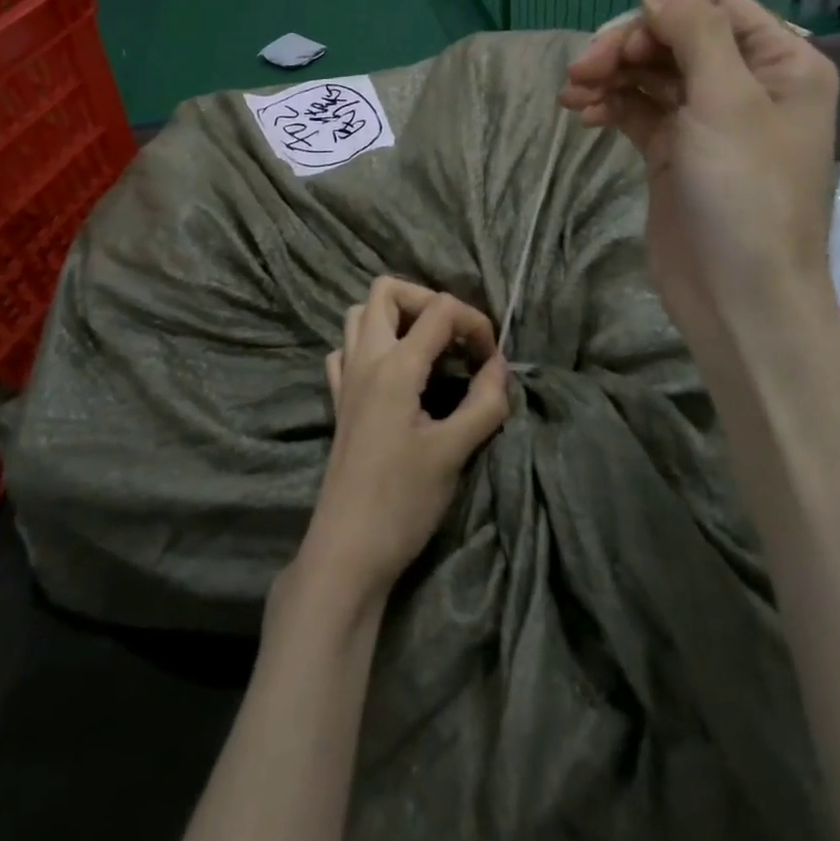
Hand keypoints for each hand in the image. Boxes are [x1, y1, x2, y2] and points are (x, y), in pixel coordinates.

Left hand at [295, 278, 510, 605]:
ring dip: (396, 317)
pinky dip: (371, 346)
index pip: (440, 310)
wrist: (348, 550)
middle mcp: (365, 359)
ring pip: (360, 315)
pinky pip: (346, 350)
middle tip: (454, 338)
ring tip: (428, 349)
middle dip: (427, 301)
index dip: (475, 323)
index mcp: (396, 366)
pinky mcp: (339, 400)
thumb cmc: (403, 501)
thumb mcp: (455, 452)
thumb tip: (500, 366)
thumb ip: (485, 402)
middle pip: (386, 291)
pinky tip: (393, 374)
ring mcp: (346, 378)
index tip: (492, 361)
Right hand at [558, 0, 839, 338]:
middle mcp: (747, 83)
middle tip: (581, 71)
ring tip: (571, 93)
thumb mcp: (725, 100)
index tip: (621, 43)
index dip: (662, 13)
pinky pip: (639, 110)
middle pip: (676, 37)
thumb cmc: (744, 193)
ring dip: (610, 75)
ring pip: (652, 73)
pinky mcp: (675, 151)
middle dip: (626, 47)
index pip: (713, 5)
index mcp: (781, 62)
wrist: (738, 297)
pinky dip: (611, 104)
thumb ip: (692, 30)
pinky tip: (581, 113)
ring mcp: (708, 119)